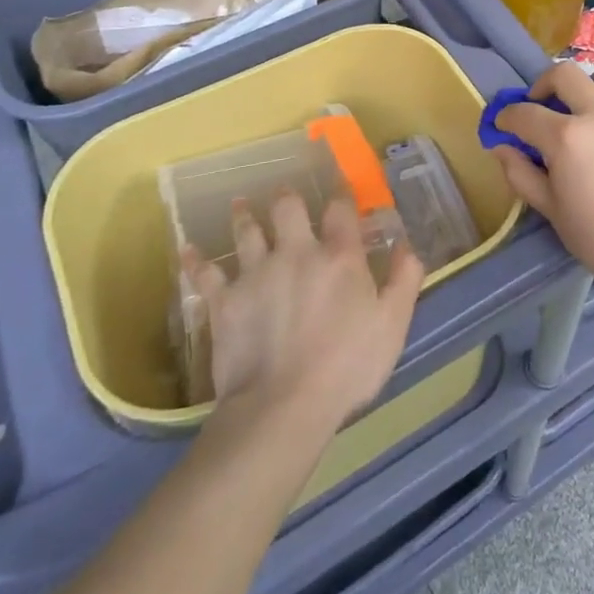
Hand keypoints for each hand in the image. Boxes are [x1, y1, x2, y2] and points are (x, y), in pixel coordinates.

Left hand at [183, 193, 422, 441]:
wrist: (283, 406)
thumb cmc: (347, 366)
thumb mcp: (393, 324)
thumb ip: (404, 279)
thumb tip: (406, 245)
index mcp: (339, 256)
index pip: (341, 210)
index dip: (342, 194)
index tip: (341, 188)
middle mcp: (296, 252)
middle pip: (288, 209)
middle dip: (287, 198)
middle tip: (284, 193)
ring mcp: (256, 274)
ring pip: (246, 233)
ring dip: (244, 216)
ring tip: (239, 205)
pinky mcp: (225, 302)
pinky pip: (205, 275)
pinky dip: (195, 262)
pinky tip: (187, 250)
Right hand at [491, 61, 593, 289]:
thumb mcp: (550, 207)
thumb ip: (520, 173)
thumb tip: (501, 147)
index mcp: (566, 137)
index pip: (525, 113)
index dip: (506, 117)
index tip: (503, 125)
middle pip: (564, 75)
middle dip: (542, 86)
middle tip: (539, 106)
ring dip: (591, 82)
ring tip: (586, 103)